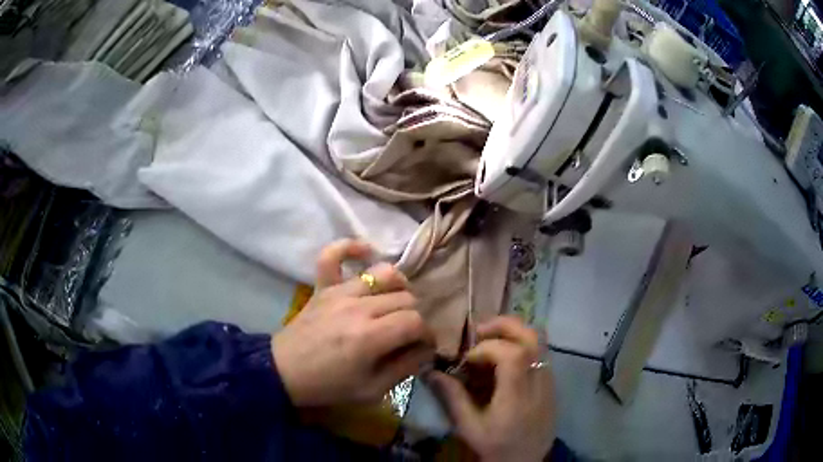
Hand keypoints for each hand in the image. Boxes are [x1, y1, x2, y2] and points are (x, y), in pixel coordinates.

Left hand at [272, 239, 434, 406]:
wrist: (283, 372)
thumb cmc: (328, 386)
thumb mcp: (372, 390)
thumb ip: (404, 368)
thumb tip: (426, 350)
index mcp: (370, 337)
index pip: (416, 321)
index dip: (427, 334)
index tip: (423, 346)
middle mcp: (358, 307)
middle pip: (405, 298)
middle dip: (415, 316)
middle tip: (408, 333)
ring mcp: (339, 292)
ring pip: (384, 274)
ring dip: (399, 286)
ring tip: (396, 302)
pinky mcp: (323, 286)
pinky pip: (333, 255)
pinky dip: (350, 248)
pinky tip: (366, 253)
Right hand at [428, 316, 554, 461]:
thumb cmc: (496, 447)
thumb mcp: (469, 427)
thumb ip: (452, 397)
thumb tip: (430, 371)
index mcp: (518, 396)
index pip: (512, 354)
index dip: (487, 348)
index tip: (467, 359)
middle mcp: (539, 382)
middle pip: (532, 336)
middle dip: (504, 325)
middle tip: (479, 332)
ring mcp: (549, 380)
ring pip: (539, 340)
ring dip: (513, 332)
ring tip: (490, 341)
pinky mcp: (551, 382)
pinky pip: (540, 351)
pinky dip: (521, 344)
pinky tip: (503, 359)